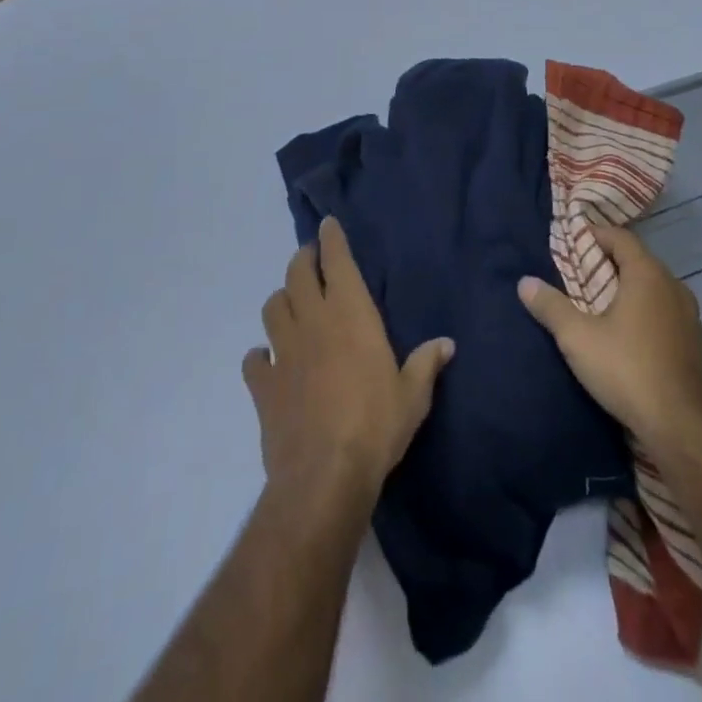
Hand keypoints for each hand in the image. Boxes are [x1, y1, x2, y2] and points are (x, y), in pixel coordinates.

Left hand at [243, 217, 453, 506]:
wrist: (324, 476)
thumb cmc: (376, 425)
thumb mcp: (412, 395)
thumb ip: (426, 363)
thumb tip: (446, 344)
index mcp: (350, 314)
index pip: (336, 261)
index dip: (331, 239)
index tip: (327, 224)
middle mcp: (313, 322)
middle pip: (297, 274)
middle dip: (302, 259)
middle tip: (309, 258)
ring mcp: (283, 352)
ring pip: (272, 307)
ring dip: (281, 299)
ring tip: (290, 303)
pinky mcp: (263, 386)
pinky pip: (254, 360)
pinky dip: (260, 355)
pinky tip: (267, 360)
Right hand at [517, 221, 701, 459]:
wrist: (682, 428)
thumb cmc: (627, 370)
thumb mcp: (578, 338)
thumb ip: (551, 306)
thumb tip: (525, 282)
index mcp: (648, 274)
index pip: (620, 237)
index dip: (595, 235)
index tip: (572, 242)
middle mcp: (673, 286)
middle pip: (638, 261)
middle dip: (609, 263)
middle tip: (579, 274)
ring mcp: (689, 315)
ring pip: (654, 288)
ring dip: (628, 289)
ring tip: (600, 304)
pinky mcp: (695, 343)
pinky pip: (665, 312)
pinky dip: (645, 311)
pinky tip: (628, 334)